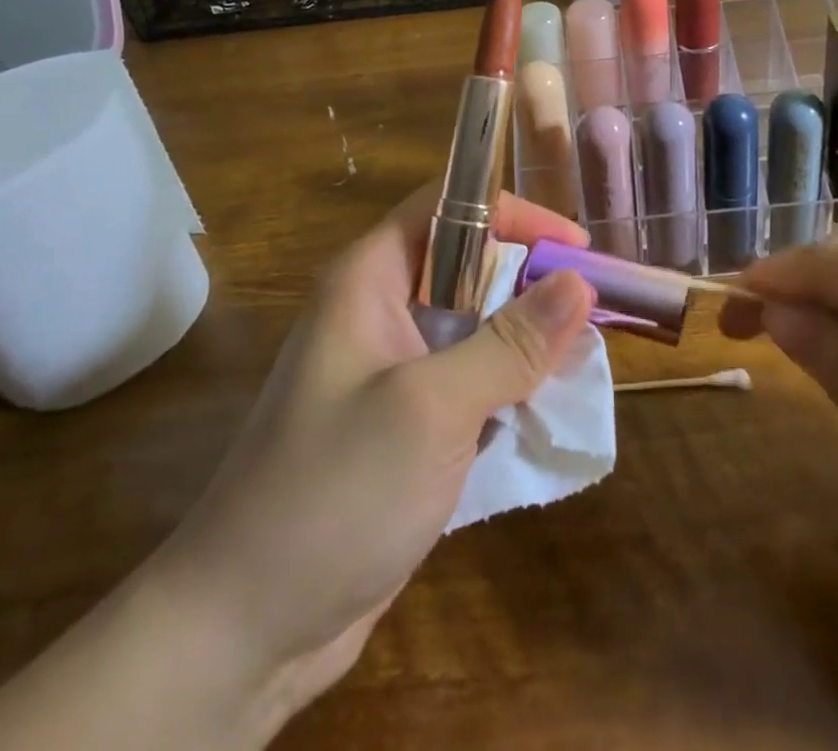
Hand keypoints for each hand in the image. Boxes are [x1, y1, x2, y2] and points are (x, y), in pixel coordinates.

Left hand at [152, 186, 594, 736]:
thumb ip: (508, 344)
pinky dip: (507, 386)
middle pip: (468, 266)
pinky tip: (544, 408)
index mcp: (369, 279)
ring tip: (581, 359)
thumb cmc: (333, 492)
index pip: (448, 207)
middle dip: (529, 281)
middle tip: (592, 310)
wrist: (244, 630)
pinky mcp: (404, 423)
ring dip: (524, 339)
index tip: (576, 248)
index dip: (513, 213)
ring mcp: (391, 370)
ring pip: (473, 326)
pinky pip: (467, 380)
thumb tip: (578, 282)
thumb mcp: (431, 408)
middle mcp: (379, 311)